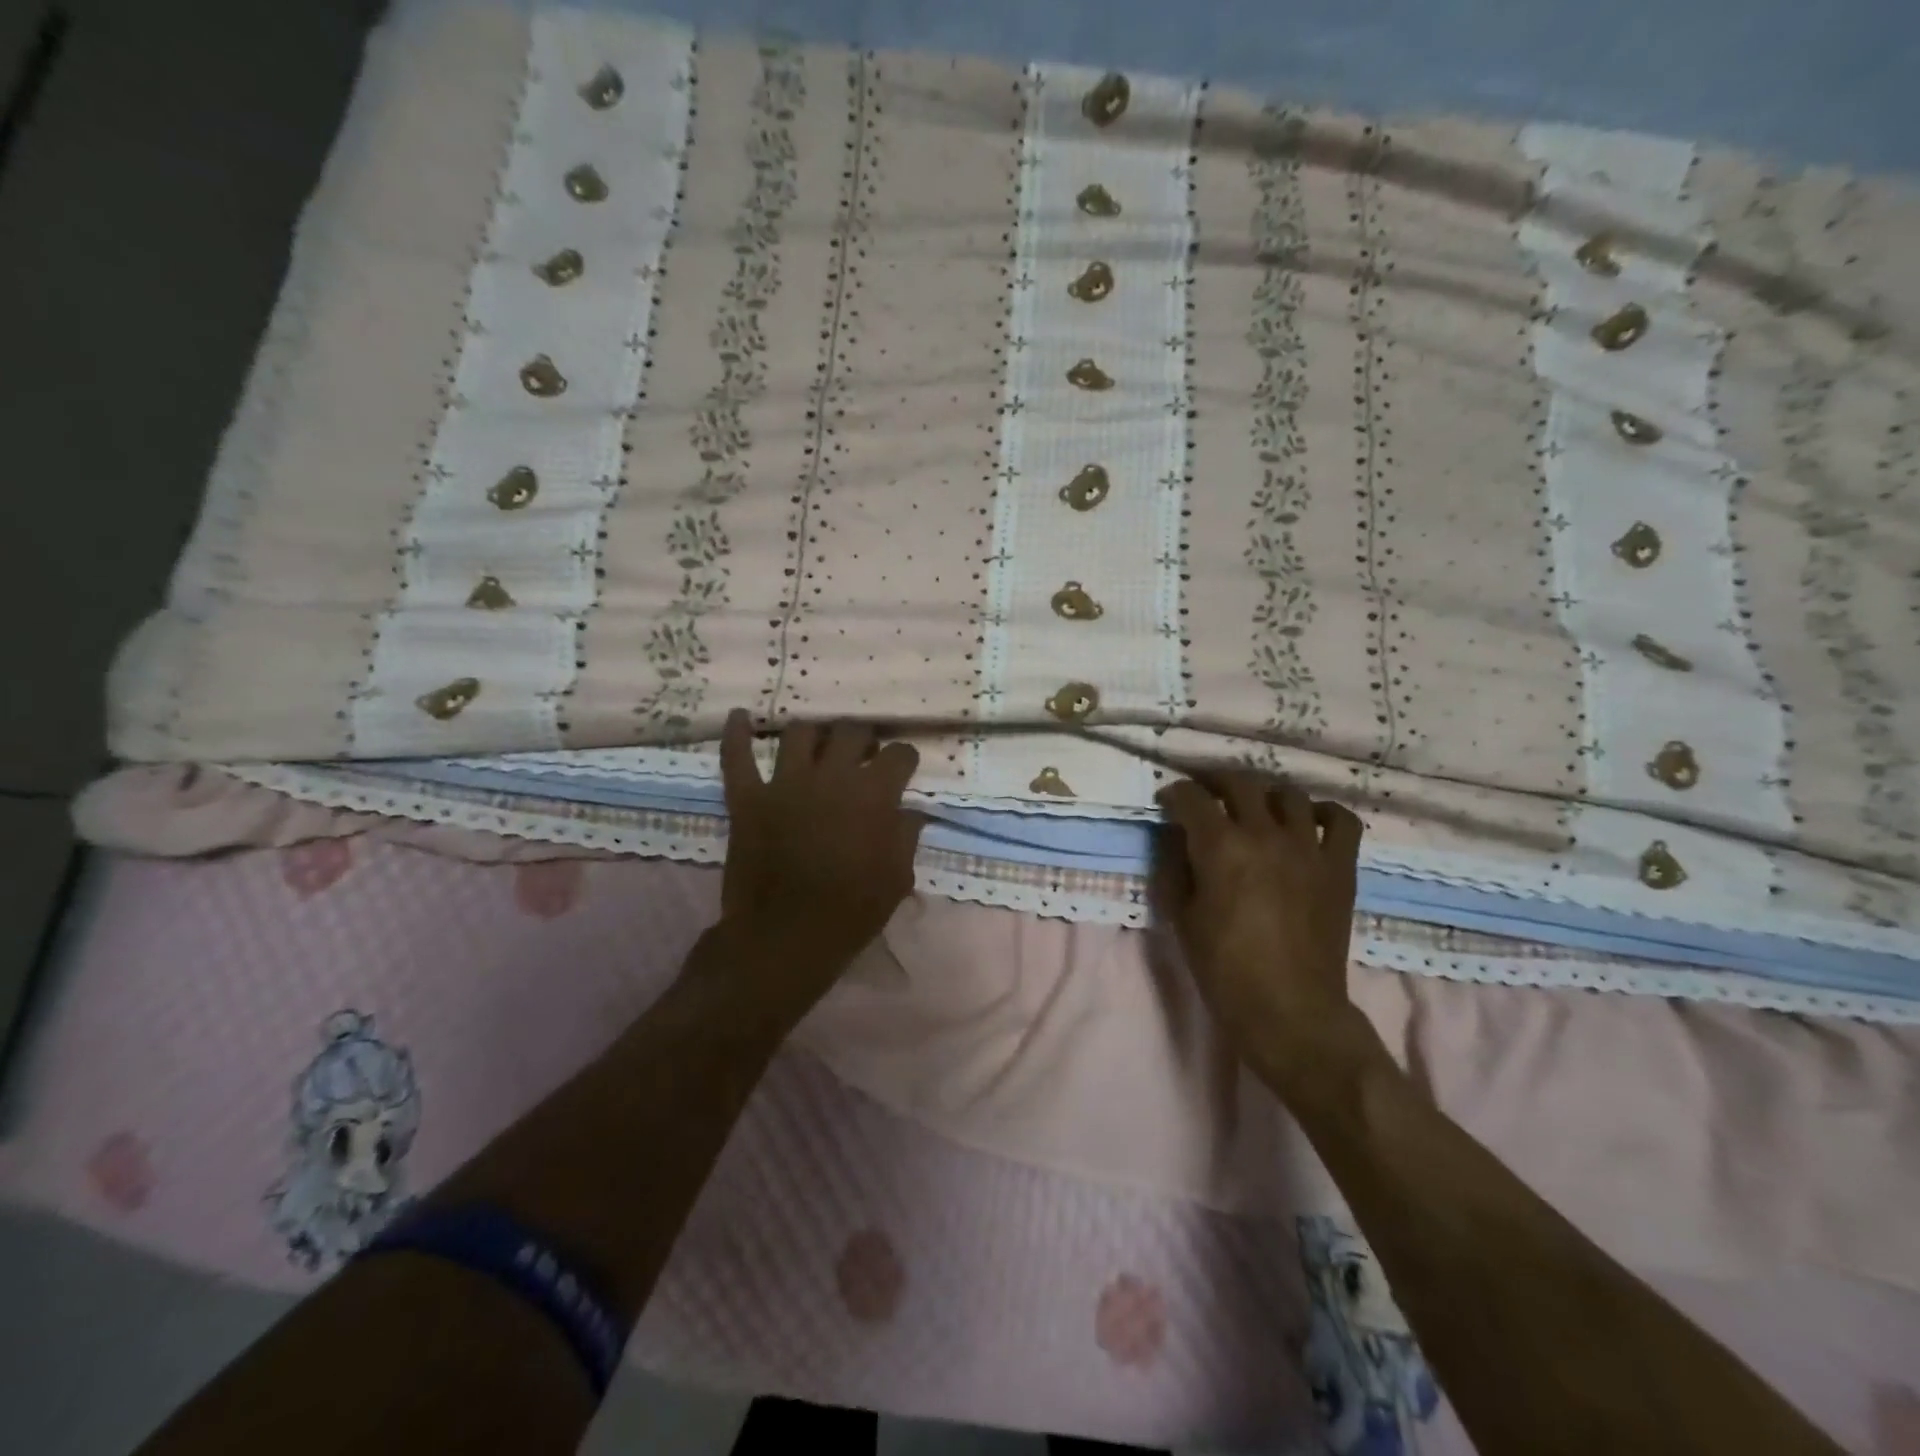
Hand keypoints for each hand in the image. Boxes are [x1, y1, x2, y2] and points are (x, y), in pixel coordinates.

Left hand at [715, 710, 923, 1000]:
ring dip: (813, 734)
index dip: (904, 758)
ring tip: (817, 743)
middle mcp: (831, 776)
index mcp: (873, 794)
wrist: (785, 938)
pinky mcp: (747, 798)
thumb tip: (909, 811)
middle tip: (863, 752)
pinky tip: (739, 716)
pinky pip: (737, 757)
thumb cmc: (851, 912)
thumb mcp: (897, 878)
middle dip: (863, 737)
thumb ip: (906, 836)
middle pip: (851, 731)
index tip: (903, 767)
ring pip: (799, 733)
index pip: (899, 754)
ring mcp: (785, 783)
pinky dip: (736, 734)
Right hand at [1154, 772, 1370, 1093]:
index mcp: (1221, 847)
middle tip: (1204, 792)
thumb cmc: (1224, 968)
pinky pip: (1342, 821)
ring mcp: (1308, 848)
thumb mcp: (1182, 916)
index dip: (1175, 794)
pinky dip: (1324, 812)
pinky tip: (1308, 821)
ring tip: (1255, 806)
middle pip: (1240, 782)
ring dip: (1265, 794)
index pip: (1193, 799)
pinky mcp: (1339, 867)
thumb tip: (1174, 835)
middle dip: (1215, 780)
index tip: (1168, 800)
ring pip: (1289, 794)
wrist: (1289, 1009)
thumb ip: (1174, 866)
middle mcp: (1265, 834)